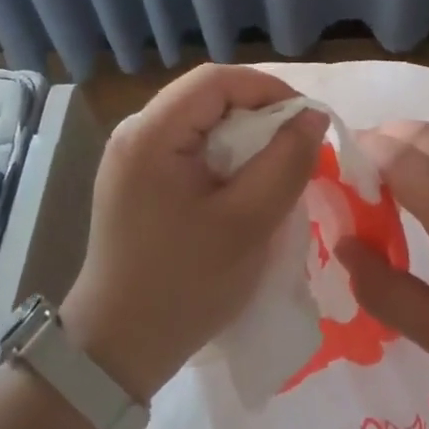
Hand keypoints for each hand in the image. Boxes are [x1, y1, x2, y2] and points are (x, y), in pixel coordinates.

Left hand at [62, 65, 326, 400]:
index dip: (268, 89)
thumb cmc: (184, 285)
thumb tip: (311, 116)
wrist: (117, 348)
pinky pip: (188, 147)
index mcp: (151, 133)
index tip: (306, 119)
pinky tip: (242, 185)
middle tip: (296, 145)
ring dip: (243, 135)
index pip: (216, 80)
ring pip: (200, 121)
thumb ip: (285, 162)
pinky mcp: (136, 179)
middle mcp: (135, 132)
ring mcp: (131, 156)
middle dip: (258, 112)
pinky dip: (223, 155)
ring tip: (276, 164)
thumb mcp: (248, 223)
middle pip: (206, 96)